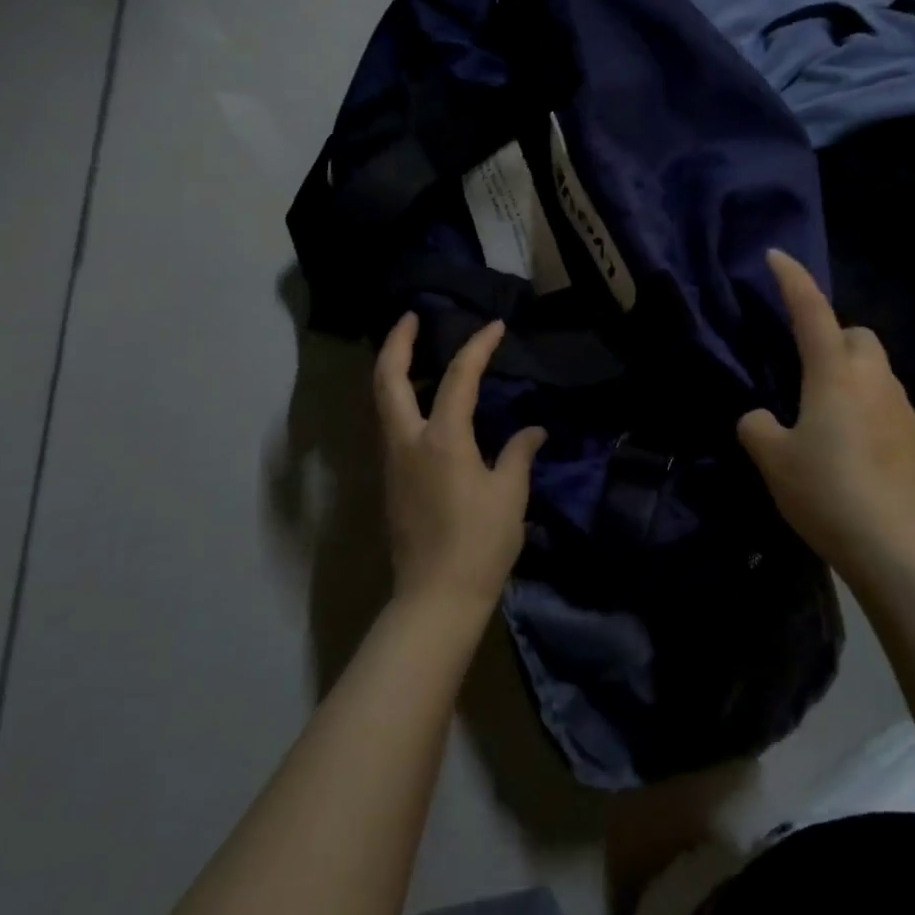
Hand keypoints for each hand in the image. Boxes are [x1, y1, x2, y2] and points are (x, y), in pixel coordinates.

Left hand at [373, 313, 546, 612]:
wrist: (435, 598)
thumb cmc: (479, 543)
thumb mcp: (509, 495)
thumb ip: (519, 454)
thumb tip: (532, 431)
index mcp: (442, 439)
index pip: (458, 377)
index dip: (477, 346)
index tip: (494, 326)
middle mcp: (408, 441)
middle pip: (388, 379)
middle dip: (397, 342)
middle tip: (410, 317)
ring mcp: (393, 461)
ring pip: (382, 401)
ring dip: (393, 369)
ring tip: (414, 351)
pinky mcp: (391, 481)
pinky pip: (390, 424)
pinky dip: (399, 398)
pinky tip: (421, 402)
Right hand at [737, 250, 914, 575]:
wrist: (897, 546)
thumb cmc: (827, 492)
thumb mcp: (773, 460)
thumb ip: (758, 427)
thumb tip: (761, 418)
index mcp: (834, 375)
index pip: (811, 312)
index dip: (793, 280)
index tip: (777, 256)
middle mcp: (874, 380)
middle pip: (857, 336)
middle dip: (832, 337)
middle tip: (804, 371)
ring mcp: (903, 408)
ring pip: (875, 370)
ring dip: (850, 375)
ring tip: (824, 415)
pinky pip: (887, 403)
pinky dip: (867, 407)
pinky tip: (851, 446)